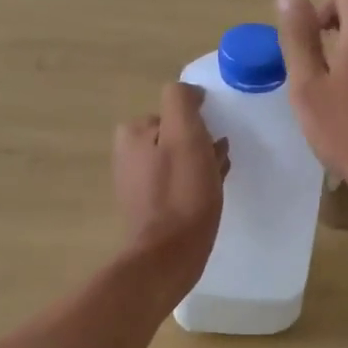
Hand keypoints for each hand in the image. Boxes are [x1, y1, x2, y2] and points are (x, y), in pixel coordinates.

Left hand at [113, 82, 228, 290]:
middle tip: (219, 162)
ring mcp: (136, 184)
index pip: (174, 112)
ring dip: (201, 164)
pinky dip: (195, 185)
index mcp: (132, 134)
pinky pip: (177, 184)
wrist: (169, 255)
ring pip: (179, 160)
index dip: (199, 124)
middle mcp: (127, 155)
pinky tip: (210, 196)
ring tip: (220, 179)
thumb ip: (182, 102)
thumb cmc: (182, 192)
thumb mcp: (184, 134)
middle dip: (200, 144)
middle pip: (176, 136)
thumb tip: (190, 92)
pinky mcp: (149, 208)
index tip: (214, 141)